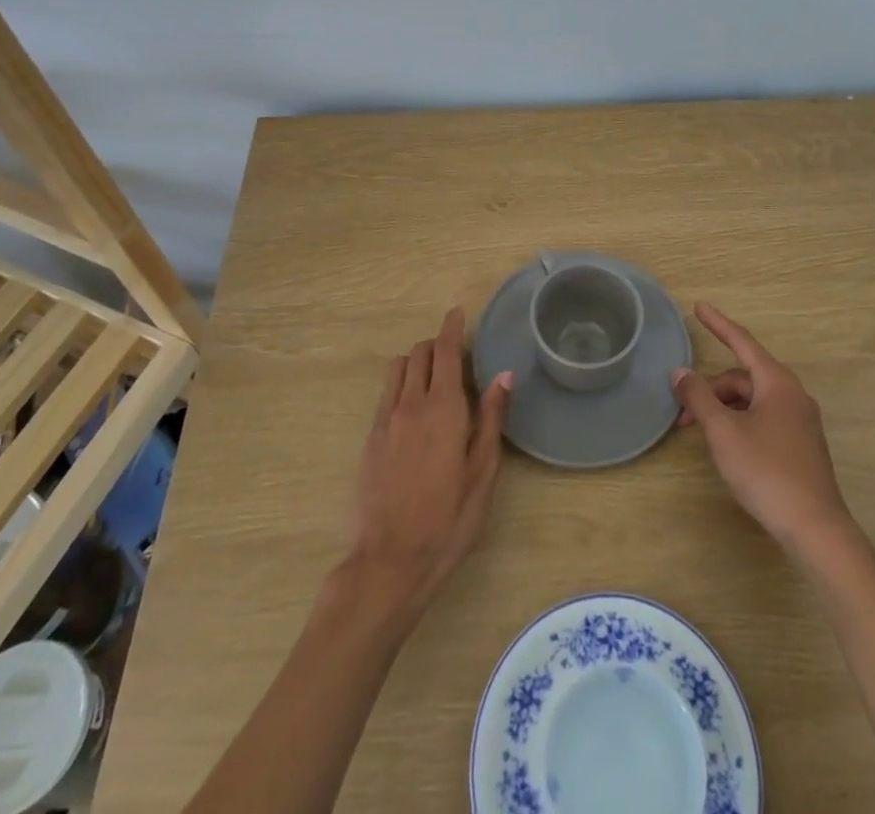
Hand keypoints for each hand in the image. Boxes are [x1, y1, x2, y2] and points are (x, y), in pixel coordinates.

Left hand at [348, 308, 512, 609]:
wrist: (388, 561)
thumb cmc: (447, 520)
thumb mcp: (482, 473)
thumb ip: (492, 419)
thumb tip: (503, 374)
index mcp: (444, 408)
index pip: (445, 351)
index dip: (452, 327)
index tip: (458, 313)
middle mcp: (411, 403)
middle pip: (419, 353)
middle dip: (437, 344)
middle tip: (457, 356)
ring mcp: (386, 419)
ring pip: (398, 368)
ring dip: (416, 361)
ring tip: (434, 378)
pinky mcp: (370, 438)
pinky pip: (386, 393)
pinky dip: (401, 384)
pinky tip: (413, 408)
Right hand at [671, 302, 851, 552]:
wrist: (815, 527)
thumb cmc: (766, 471)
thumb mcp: (723, 431)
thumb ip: (699, 397)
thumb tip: (680, 372)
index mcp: (777, 382)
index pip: (742, 341)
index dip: (718, 324)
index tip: (699, 307)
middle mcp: (793, 394)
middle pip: (744, 377)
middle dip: (712, 390)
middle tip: (683, 415)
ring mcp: (801, 421)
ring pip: (753, 400)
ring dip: (724, 408)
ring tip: (702, 434)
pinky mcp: (802, 445)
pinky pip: (765, 417)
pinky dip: (740, 421)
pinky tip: (728, 446)